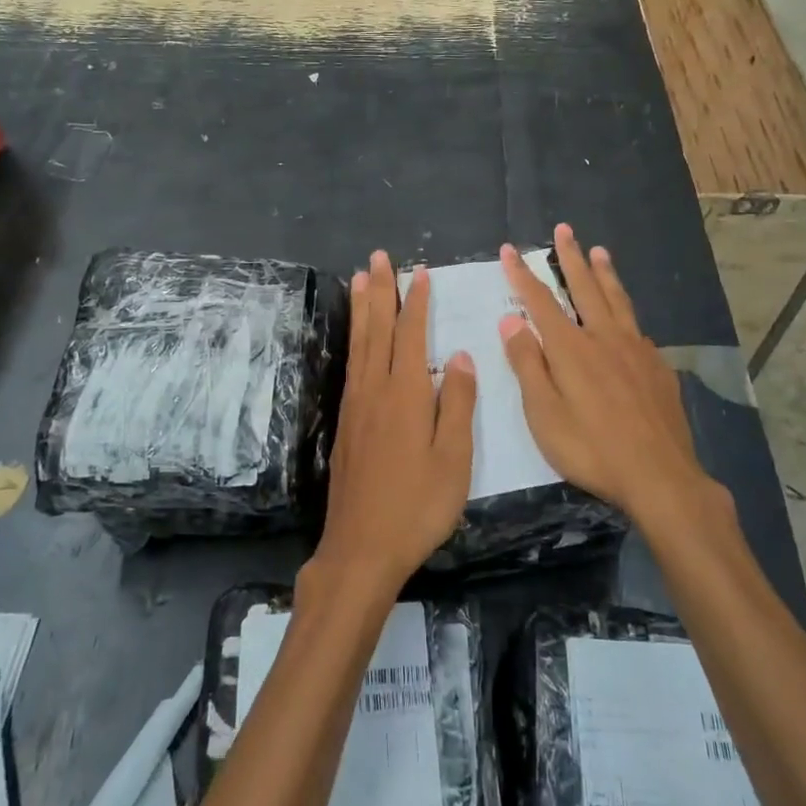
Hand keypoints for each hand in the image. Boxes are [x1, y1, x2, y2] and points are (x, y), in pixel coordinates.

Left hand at [315, 250, 476, 592]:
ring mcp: (356, 406)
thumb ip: (457, 405)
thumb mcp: (453, 460)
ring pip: (359, 345)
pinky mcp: (345, 424)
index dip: (415, 303)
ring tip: (361, 280)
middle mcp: (375, 391)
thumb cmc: (417, 506)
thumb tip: (460, 357)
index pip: (411, 336)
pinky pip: (351, 366)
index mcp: (406, 395)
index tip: (419, 273)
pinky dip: (354, 340)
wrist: (361, 548)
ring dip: (362, 309)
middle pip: (377, 330)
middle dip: (380, 292)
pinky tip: (356, 340)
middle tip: (377, 258)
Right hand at [499, 224, 715, 528]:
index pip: (540, 301)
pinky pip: (637, 328)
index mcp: (571, 349)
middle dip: (570, 257)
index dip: (522, 275)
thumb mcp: (545, 414)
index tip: (510, 250)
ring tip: (599, 251)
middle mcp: (604, 338)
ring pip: (617, 300)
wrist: (661, 476)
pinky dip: (626, 311)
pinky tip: (627, 316)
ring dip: (605, 274)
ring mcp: (636, 350)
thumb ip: (528, 364)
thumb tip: (511, 320)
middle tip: (565, 229)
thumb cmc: (592, 449)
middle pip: (584, 288)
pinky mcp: (658, 367)